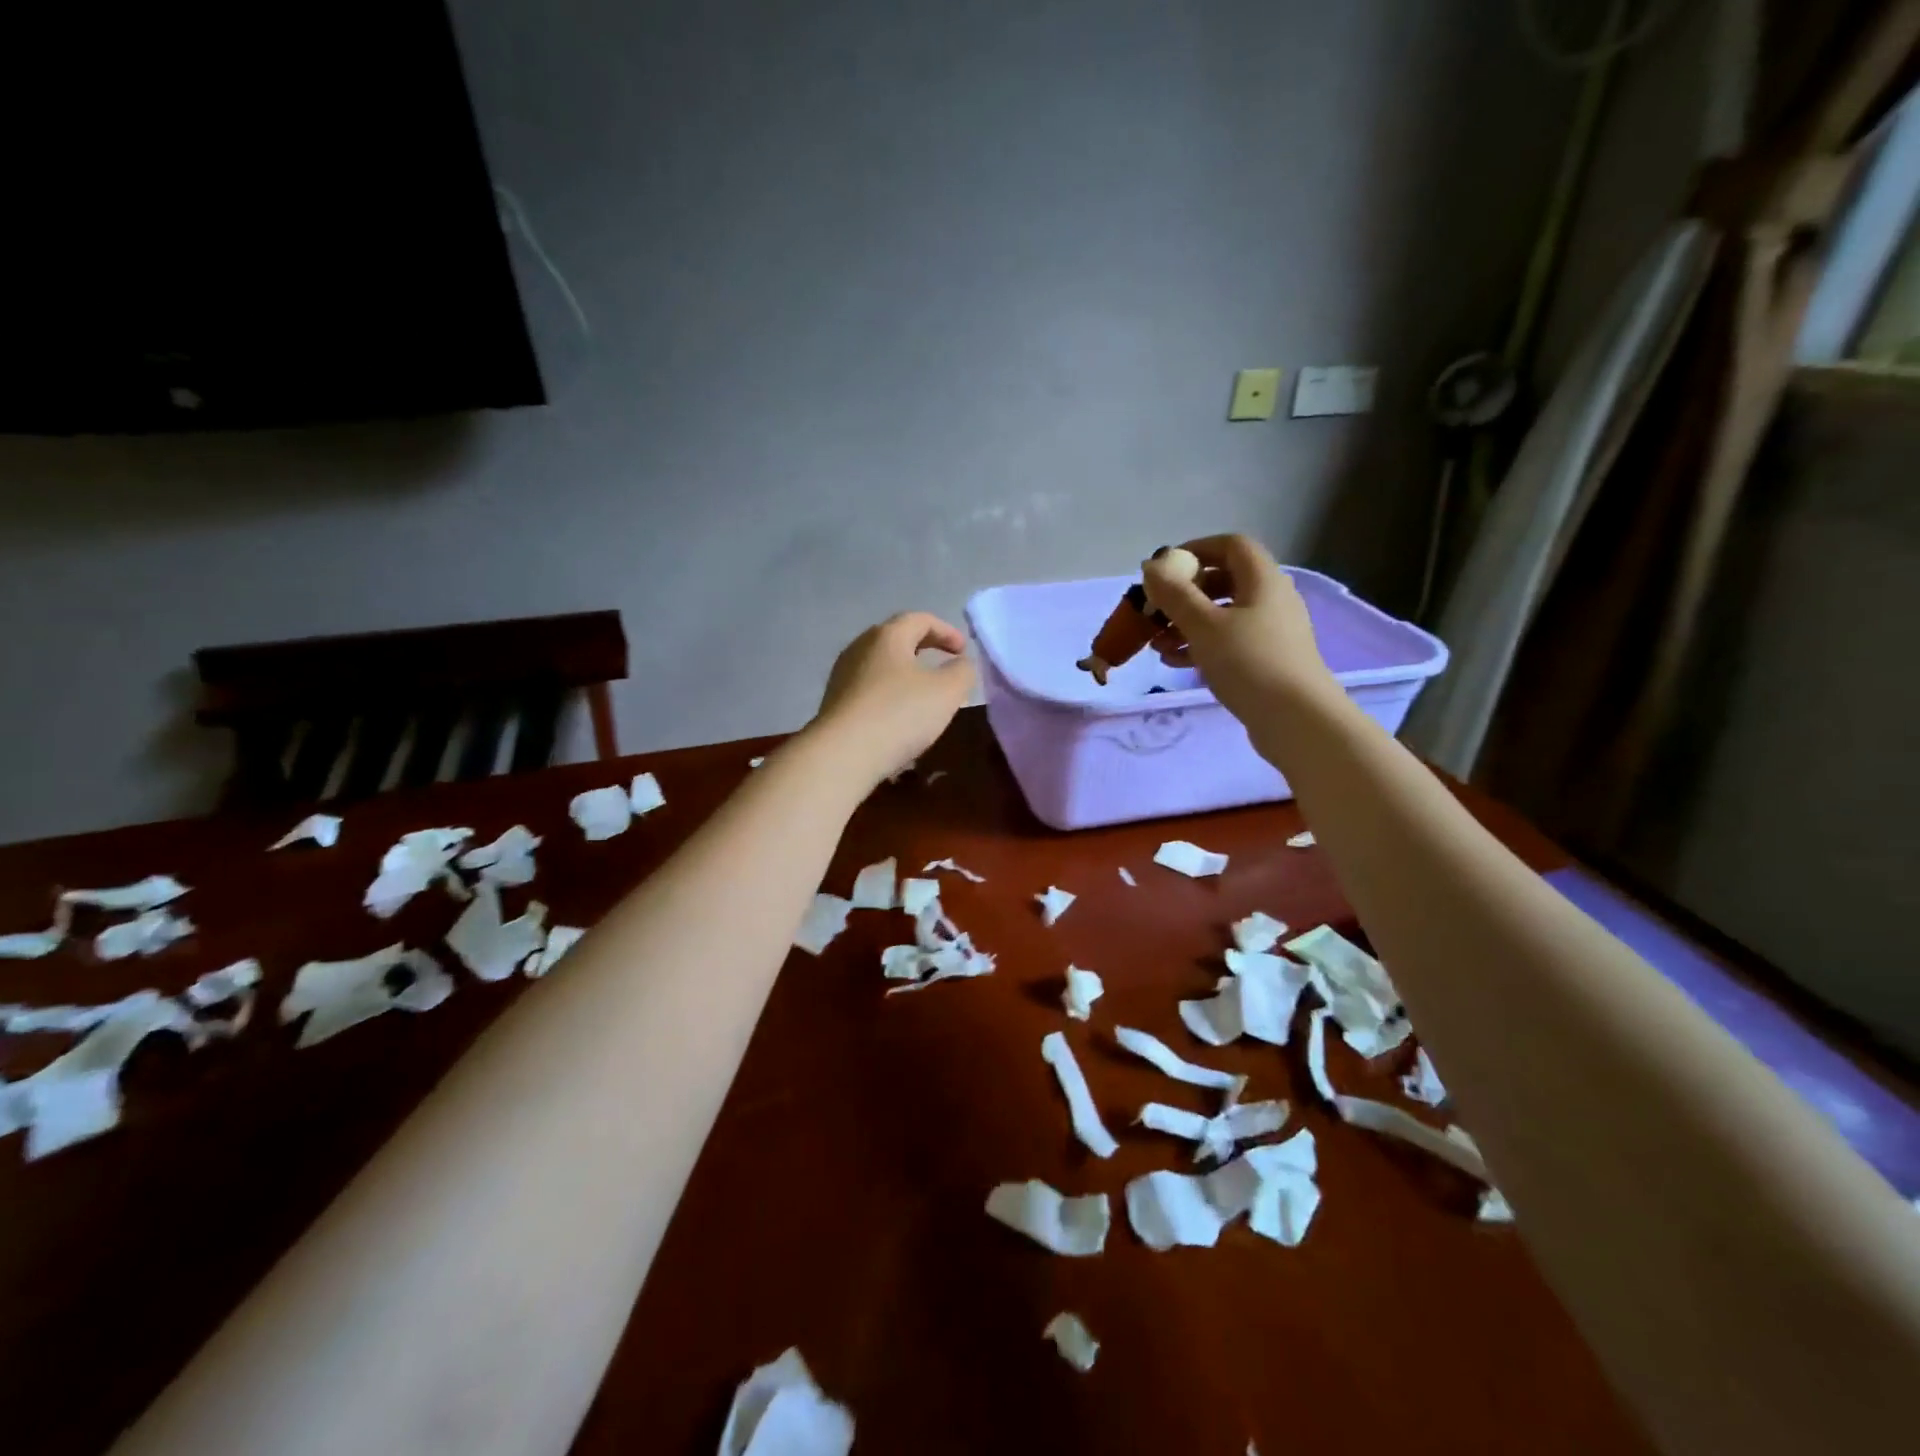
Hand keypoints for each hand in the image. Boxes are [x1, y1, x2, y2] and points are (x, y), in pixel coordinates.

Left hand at [809, 612, 975, 786]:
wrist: (842, 755)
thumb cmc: (899, 714)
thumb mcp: (947, 692)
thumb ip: (962, 672)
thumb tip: (961, 664)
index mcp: (887, 636)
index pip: (920, 619)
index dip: (946, 631)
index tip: (964, 650)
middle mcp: (860, 647)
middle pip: (896, 638)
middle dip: (924, 647)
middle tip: (944, 663)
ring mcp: (842, 675)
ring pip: (880, 664)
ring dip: (905, 672)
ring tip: (923, 692)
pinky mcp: (834, 702)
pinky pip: (868, 688)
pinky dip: (889, 692)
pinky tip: (898, 715)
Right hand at [1140, 534, 1337, 727]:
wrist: (1296, 719)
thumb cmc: (1248, 663)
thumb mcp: (1203, 625)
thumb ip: (1174, 594)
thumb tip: (1151, 566)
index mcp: (1262, 579)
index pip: (1230, 545)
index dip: (1196, 549)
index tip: (1164, 569)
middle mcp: (1272, 598)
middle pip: (1224, 581)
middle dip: (1185, 594)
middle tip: (1155, 612)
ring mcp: (1272, 631)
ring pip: (1223, 615)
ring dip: (1187, 624)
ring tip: (1157, 644)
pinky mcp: (1268, 660)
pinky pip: (1229, 641)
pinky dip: (1202, 645)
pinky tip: (1176, 663)